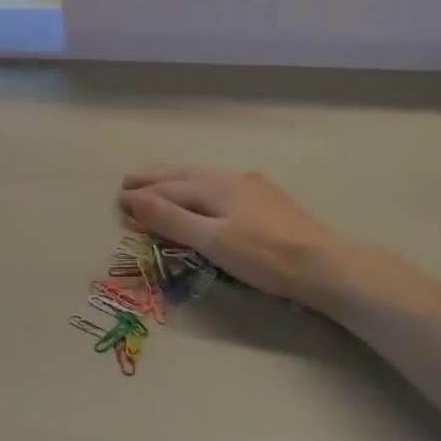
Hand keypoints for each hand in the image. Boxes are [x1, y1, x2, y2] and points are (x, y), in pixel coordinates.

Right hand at [119, 166, 356, 308]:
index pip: (169, 188)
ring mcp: (254, 188)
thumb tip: (133, 199)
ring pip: (204, 180)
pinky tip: (204, 196)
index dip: (142, 194)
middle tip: (129, 179)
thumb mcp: (211, 240)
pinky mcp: (268, 202)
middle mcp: (233, 179)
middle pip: (186, 176)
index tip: (118, 198)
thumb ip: (171, 219)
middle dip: (156, 179)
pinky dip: (198, 190)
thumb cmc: (263, 255)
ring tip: (159, 183)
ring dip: (177, 182)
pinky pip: (220, 188)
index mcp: (216, 186)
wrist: (322, 264)